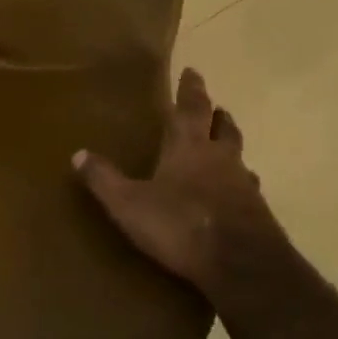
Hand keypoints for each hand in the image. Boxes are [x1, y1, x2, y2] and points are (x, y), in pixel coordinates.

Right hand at [74, 68, 288, 299]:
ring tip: (225, 151)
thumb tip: (78, 154)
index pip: (191, 108)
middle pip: (223, 128)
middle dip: (217, 116)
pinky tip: (235, 197)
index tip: (193, 72)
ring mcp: (244, 186)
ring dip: (231, 150)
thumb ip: (104, 179)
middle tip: (215, 109)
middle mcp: (221, 159)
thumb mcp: (129, 204)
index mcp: (189, 147)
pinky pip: (248, 190)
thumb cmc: (181, 225)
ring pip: (239, 158)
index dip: (191, 89)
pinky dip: (240, 186)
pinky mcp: (259, 215)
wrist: (242, 266)